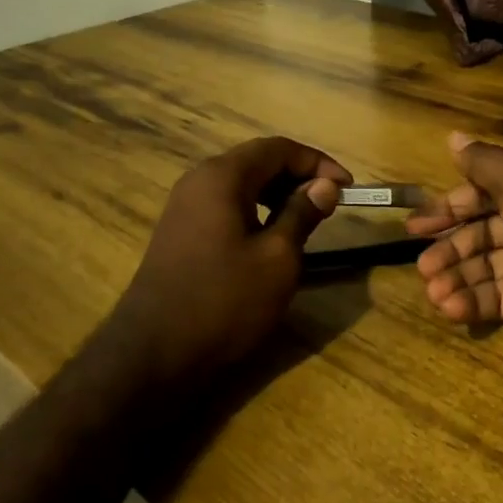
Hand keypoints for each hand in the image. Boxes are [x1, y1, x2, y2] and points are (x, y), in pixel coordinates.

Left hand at [107, 137, 349, 390]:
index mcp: (222, 177)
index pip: (278, 148)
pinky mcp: (179, 232)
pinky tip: (270, 238)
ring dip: (277, 194)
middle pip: (257, 161)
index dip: (318, 162)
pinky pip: (225, 205)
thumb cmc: (225, 302)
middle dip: (298, 176)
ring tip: (306, 220)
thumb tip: (325, 186)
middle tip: (330, 204)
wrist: (155, 353)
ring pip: (240, 184)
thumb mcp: (278, 259)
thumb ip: (302, 214)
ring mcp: (184, 207)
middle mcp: (198, 181)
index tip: (348, 188)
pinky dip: (255, 211)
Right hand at [407, 132, 502, 374]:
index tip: (417, 225)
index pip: (485, 193)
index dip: (450, 207)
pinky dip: (473, 303)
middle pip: (482, 232)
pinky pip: (498, 299)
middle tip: (422, 266)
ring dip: (457, 278)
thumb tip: (452, 137)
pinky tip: (451, 309)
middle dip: (450, 248)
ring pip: (486, 268)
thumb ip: (486, 165)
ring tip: (434, 292)